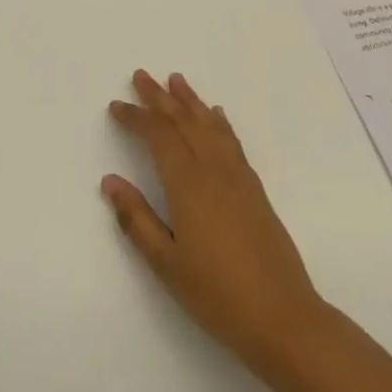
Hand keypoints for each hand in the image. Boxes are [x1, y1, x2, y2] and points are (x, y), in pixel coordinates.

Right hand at [103, 69, 326, 375]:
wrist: (282, 317)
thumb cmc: (216, 294)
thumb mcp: (165, 263)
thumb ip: (137, 218)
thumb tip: (110, 181)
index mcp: (188, 184)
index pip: (158, 136)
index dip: (136, 117)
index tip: (116, 106)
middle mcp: (213, 169)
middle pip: (183, 121)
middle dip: (159, 97)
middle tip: (141, 75)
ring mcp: (238, 176)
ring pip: (209, 125)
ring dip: (190, 100)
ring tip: (176, 80)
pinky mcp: (255, 188)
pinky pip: (231, 141)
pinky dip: (218, 122)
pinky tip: (216, 115)